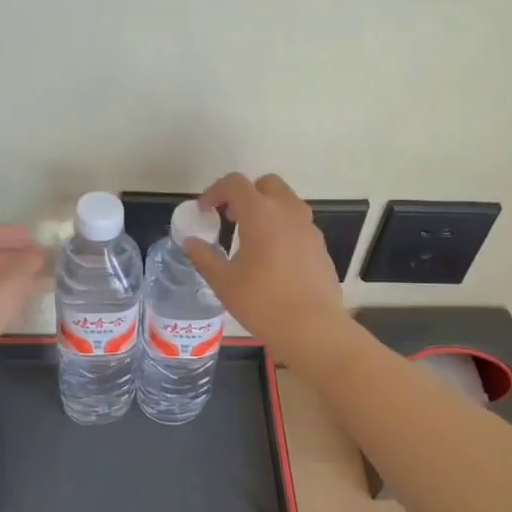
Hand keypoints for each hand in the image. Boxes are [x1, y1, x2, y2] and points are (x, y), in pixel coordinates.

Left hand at [0, 224, 48, 388]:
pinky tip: (19, 305)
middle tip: (38, 262)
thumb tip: (38, 255)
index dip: (11, 234)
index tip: (34, 240)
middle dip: (13, 257)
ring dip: (9, 279)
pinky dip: (0, 297)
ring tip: (34, 283)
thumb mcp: (12, 280)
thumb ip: (28, 263)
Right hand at [185, 173, 350, 359]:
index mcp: (261, 213)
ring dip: (267, 210)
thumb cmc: (262, 302)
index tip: (205, 210)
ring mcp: (309, 228)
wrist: (313, 328)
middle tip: (231, 218)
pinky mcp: (321, 246)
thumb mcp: (224, 282)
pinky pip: (299, 224)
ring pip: (286, 202)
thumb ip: (204, 257)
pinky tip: (273, 259)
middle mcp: (288, 211)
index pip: (235, 183)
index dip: (215, 191)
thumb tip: (191, 243)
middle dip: (246, 194)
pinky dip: (283, 228)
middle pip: (267, 184)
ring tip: (250, 239)